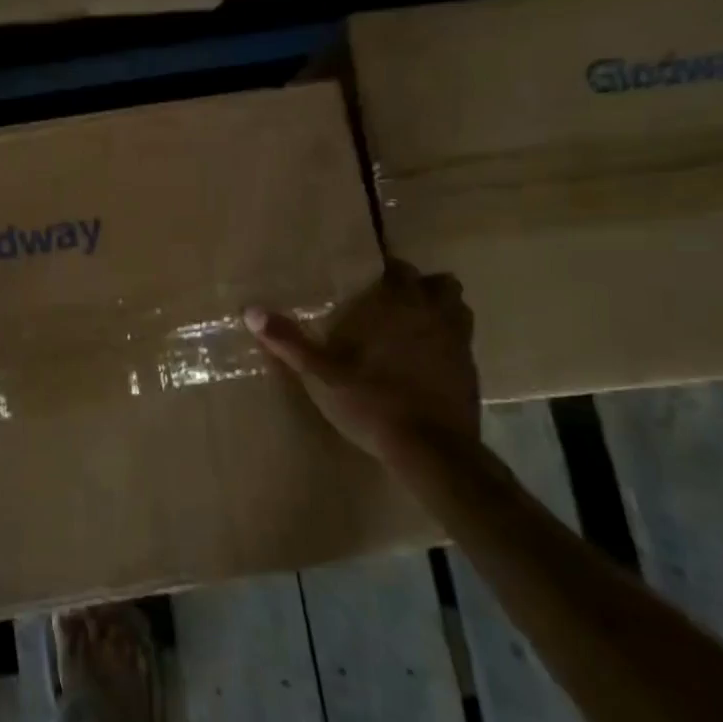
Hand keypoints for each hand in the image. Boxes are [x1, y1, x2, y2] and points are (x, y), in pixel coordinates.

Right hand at [245, 260, 479, 457]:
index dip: (386, 271)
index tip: (368, 280)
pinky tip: (423, 364)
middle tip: (391, 302)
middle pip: (440, 285)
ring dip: (439, 312)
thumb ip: (289, 341)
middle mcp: (435, 316)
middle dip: (419, 287)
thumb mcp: (321, 374)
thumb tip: (250, 311)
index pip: (399, 270)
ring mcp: (460, 345)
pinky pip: (462, 344)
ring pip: (458, 311)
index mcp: (399, 307)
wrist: (432, 451)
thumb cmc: (372, 403)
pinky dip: (446, 344)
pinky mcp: (472, 374)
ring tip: (411, 328)